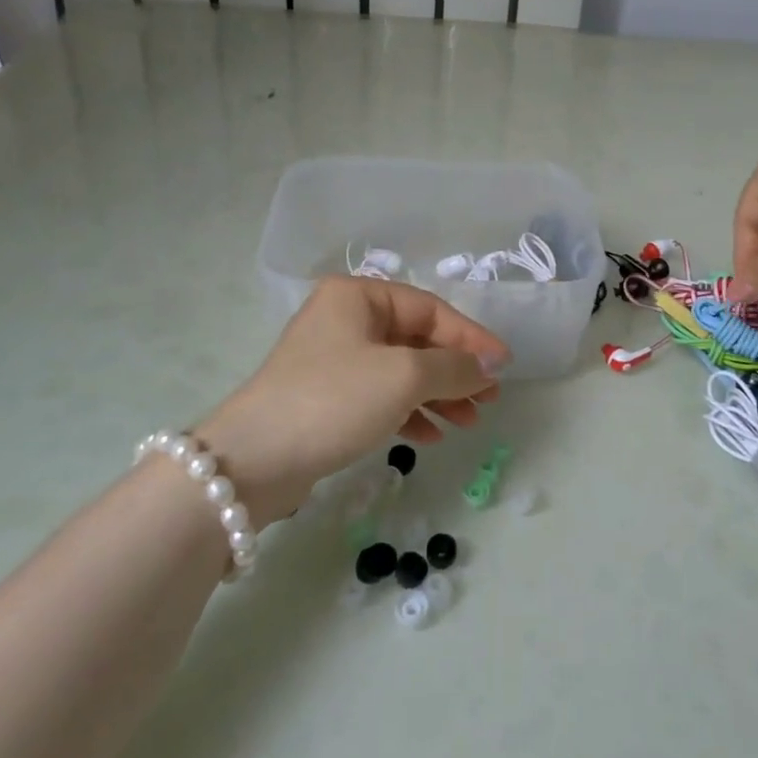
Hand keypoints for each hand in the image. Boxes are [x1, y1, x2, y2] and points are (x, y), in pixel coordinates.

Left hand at [192, 277, 508, 524]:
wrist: (253, 462)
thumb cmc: (334, 400)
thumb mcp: (403, 377)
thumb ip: (453, 366)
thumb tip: (489, 365)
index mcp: (358, 295)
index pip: (430, 310)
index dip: (471, 338)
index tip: (504, 366)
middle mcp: (345, 319)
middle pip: (417, 339)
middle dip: (455, 370)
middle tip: (488, 400)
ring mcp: (334, 359)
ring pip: (401, 370)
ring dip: (437, 394)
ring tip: (467, 422)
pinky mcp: (327, 398)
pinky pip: (380, 396)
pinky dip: (409, 412)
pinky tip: (431, 436)